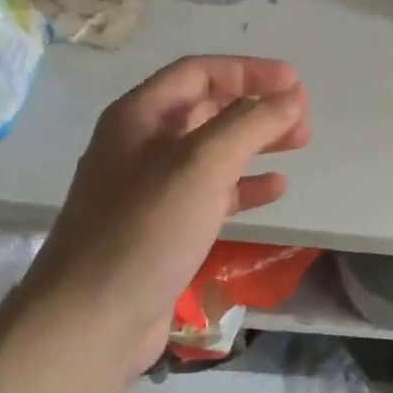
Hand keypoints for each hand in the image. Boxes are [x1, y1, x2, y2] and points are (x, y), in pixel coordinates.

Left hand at [30, 55, 310, 374]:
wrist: (91, 322)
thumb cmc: (146, 229)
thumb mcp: (202, 164)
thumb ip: (251, 124)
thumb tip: (292, 97)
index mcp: (140, 116)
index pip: (199, 73)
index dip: (249, 71)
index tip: (294, 82)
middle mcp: (142, 144)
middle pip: (207, 108)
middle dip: (257, 107)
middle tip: (302, 118)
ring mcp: (150, 189)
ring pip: (213, 150)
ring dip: (256, 142)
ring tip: (299, 143)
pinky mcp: (162, 228)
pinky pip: (211, 192)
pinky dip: (244, 185)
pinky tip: (275, 189)